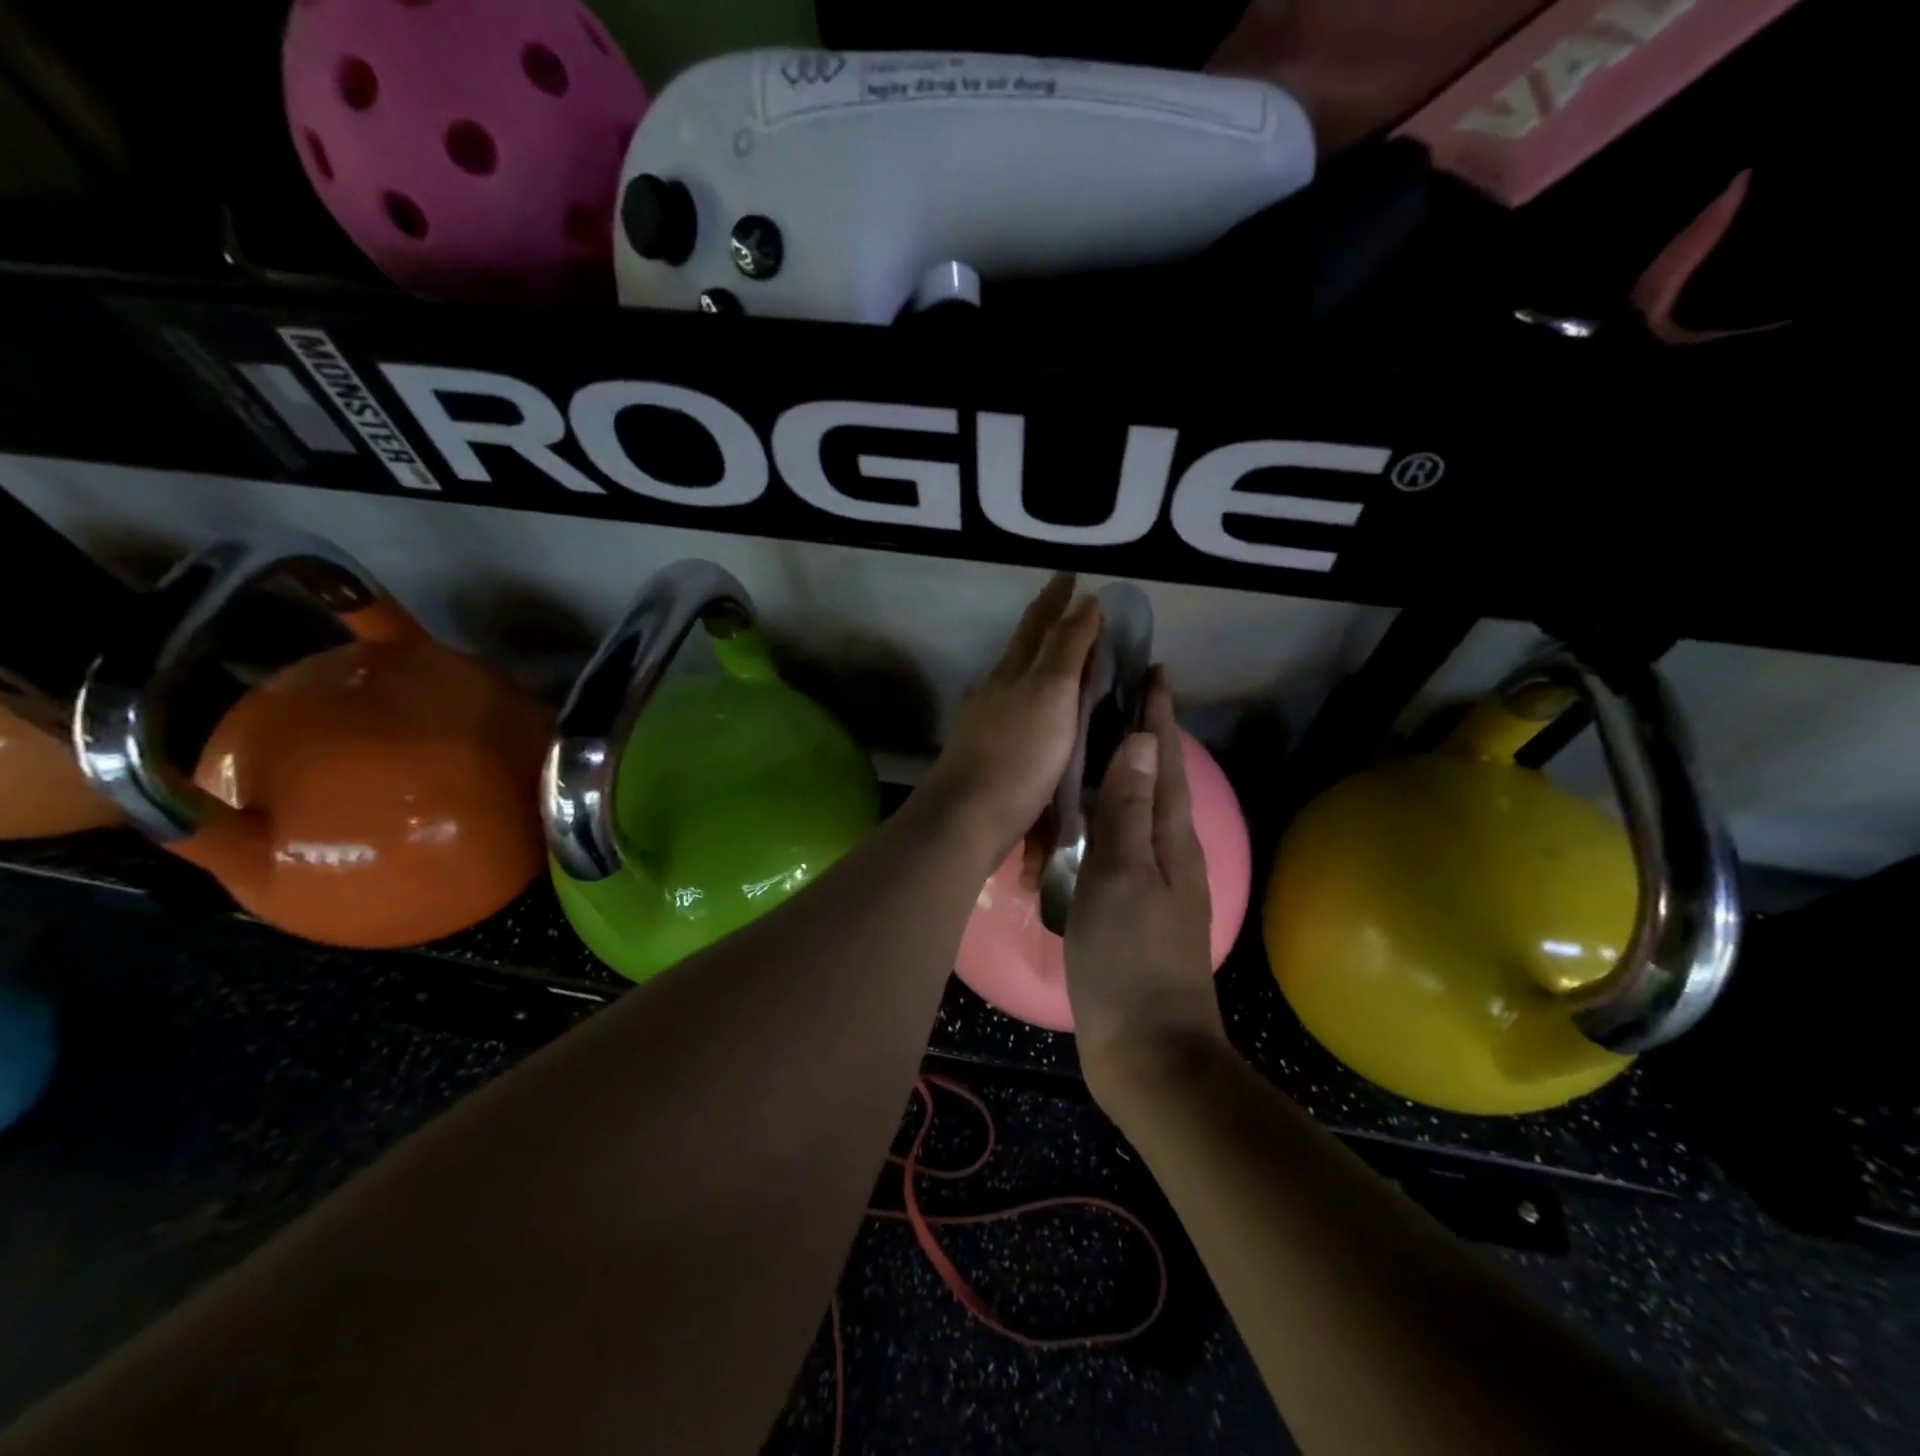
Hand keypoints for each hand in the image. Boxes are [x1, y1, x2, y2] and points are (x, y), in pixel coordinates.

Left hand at [919, 575, 1100, 866]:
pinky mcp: (989, 756)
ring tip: (1062, 658)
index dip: (1057, 599)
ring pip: (1017, 681)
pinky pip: (1017, 714)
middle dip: (1045, 625)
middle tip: (1067, 607)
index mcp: (1013, 672)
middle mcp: (996, 691)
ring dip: (1039, 663)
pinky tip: (1040, 714)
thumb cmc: (1018, 755)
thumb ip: (1067, 649)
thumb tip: (1085, 601)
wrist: (967, 818)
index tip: (1071, 576)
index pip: (1038, 624)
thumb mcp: (1050, 694)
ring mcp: (987, 724)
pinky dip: (1035, 702)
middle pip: (1023, 649)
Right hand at [1064, 671, 1226, 1099]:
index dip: (1159, 714)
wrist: (1148, 1050)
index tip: (1153, 670)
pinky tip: (1089, 821)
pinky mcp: (1135, 909)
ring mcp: (1156, 883)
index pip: (1165, 760)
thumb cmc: (1128, 958)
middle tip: (1121, 696)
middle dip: (1148, 734)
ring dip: (1129, 772)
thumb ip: (1127, 809)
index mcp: (1169, 838)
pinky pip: (1124, 844)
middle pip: (1160, 779)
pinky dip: (1111, 817)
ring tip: (1101, 745)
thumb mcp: (1120, 876)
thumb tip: (1142, 738)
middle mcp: (1170, 852)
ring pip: (1143, 810)